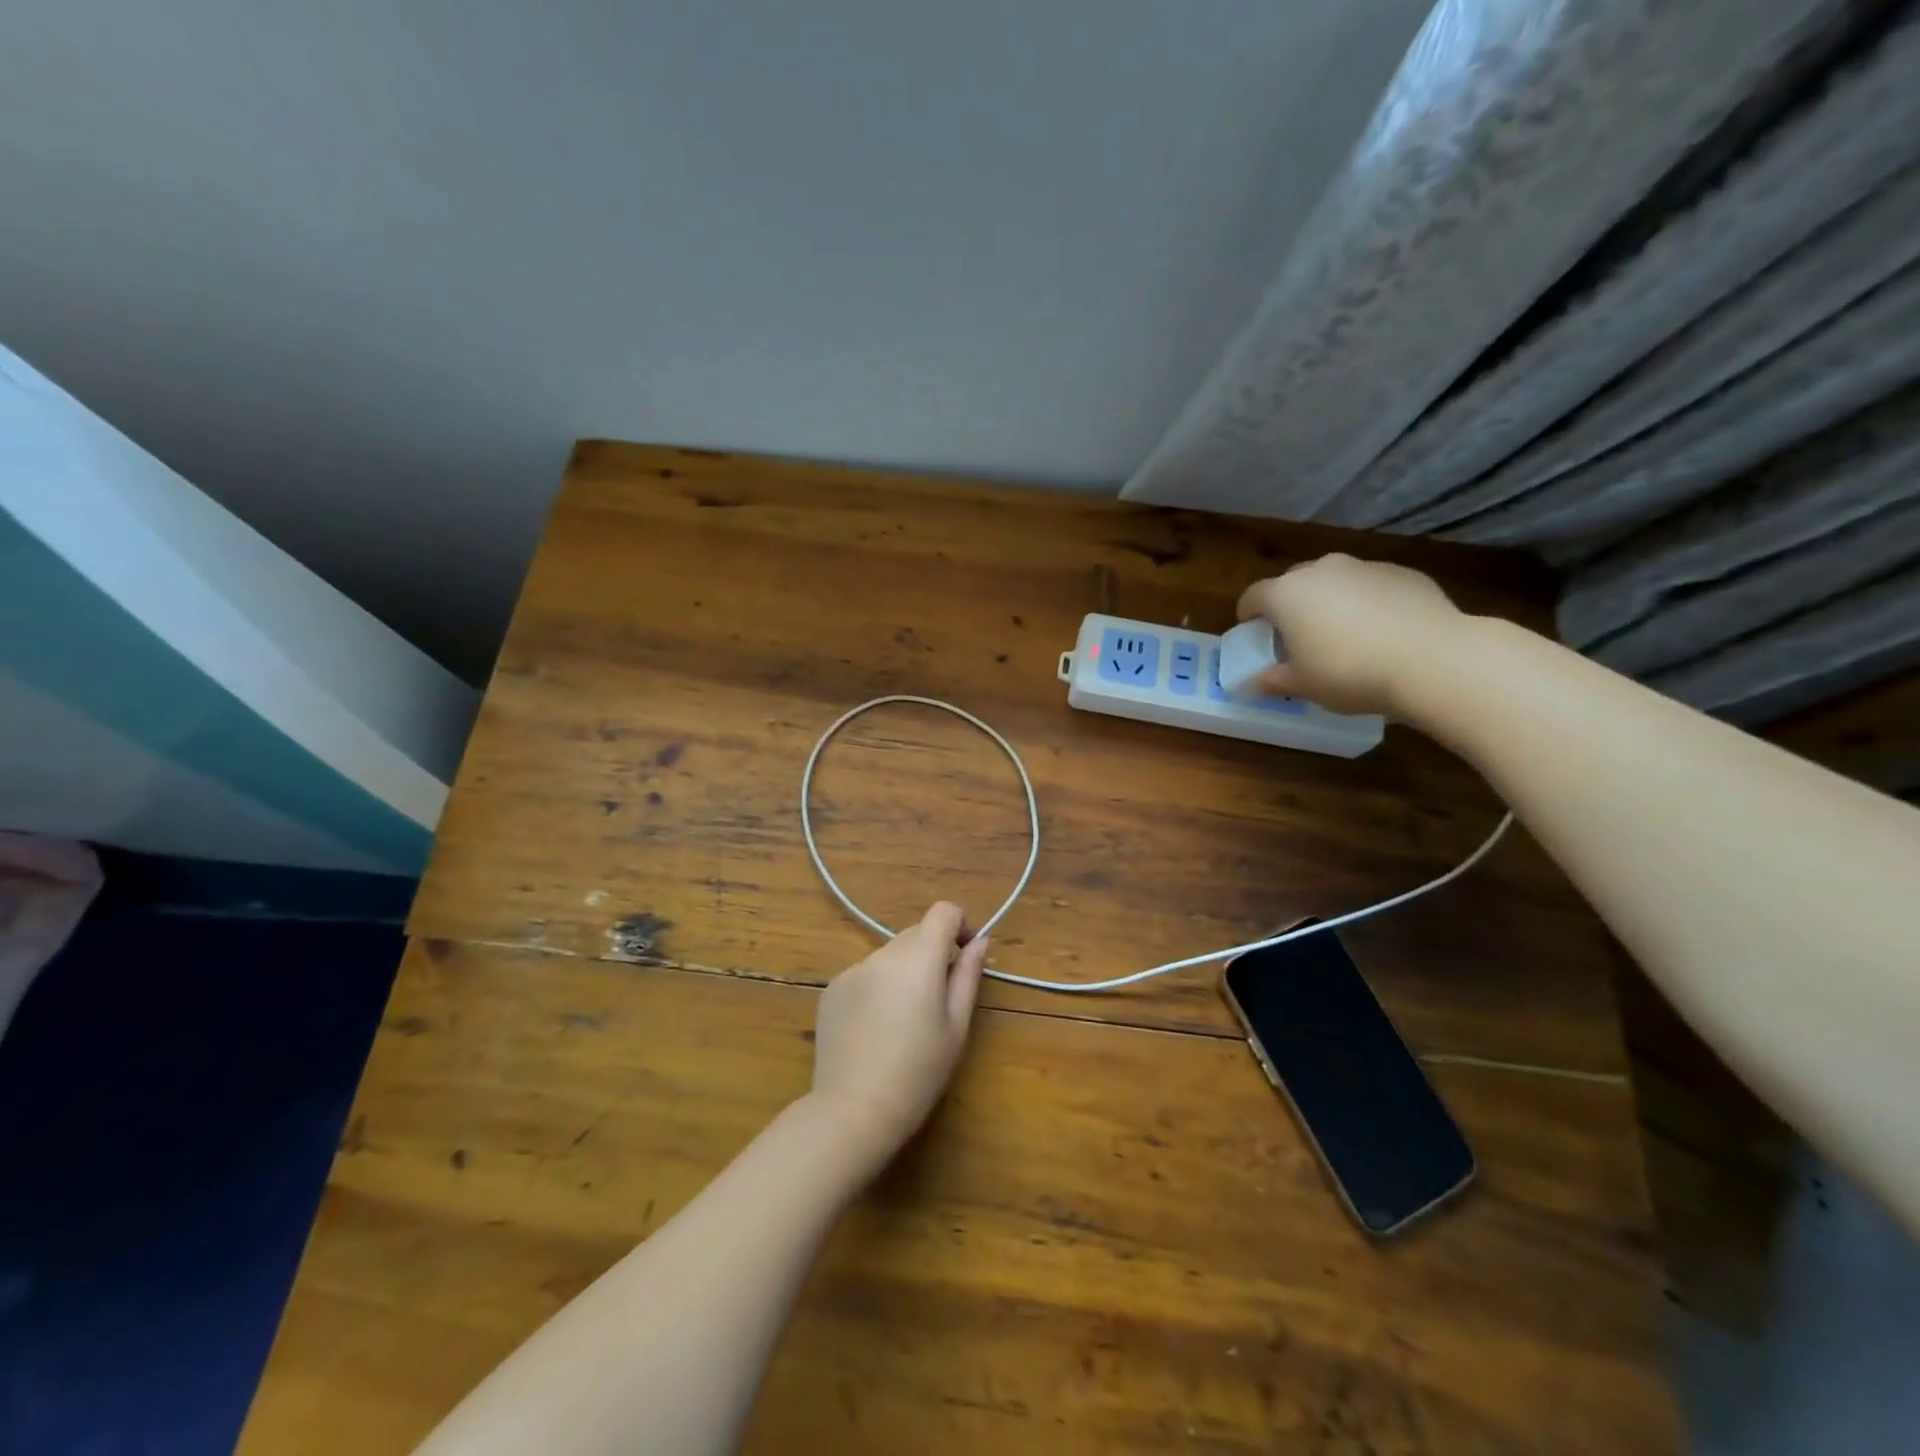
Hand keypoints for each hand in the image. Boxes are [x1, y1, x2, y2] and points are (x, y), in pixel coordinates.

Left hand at [808, 902, 989, 1168]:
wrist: (853, 1109)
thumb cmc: (918, 1072)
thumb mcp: (956, 1026)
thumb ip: (968, 975)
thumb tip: (980, 941)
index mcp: (918, 958)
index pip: (943, 912)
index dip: (960, 926)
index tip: (965, 956)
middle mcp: (883, 953)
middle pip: (916, 933)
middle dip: (932, 953)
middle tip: (938, 1000)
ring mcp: (852, 969)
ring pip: (889, 956)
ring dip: (903, 972)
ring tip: (903, 1021)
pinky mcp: (831, 989)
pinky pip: (865, 975)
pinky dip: (877, 988)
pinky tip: (874, 1029)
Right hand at [1236, 554, 1466, 716]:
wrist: (1432, 659)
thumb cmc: (1348, 672)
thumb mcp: (1302, 685)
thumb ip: (1273, 680)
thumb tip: (1255, 683)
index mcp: (1287, 594)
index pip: (1253, 596)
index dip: (1248, 615)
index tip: (1253, 632)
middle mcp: (1322, 569)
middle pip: (1294, 582)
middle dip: (1290, 605)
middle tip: (1297, 636)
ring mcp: (1365, 567)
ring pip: (1336, 581)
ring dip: (1331, 602)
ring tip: (1344, 635)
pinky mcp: (1404, 573)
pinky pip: (1372, 587)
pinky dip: (1368, 603)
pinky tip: (1382, 633)